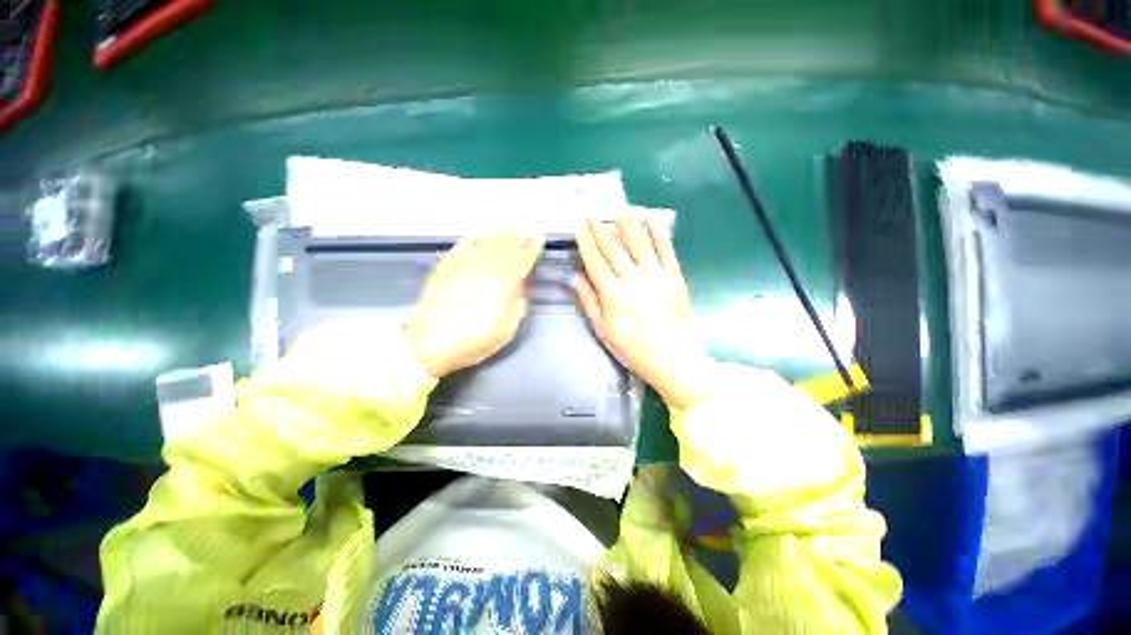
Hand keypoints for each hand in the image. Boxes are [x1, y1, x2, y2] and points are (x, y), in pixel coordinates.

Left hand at [405, 231, 543, 377]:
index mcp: (503, 285)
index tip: (539, 238)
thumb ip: (517, 305)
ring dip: (499, 235)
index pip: (522, 261)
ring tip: (509, 228)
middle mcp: (485, 270)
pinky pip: (461, 247)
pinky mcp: (445, 269)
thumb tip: (520, 286)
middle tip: (527, 229)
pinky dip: (472, 239)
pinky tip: (478, 235)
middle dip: (518, 237)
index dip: (532, 248)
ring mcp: (463, 267)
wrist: (431, 344)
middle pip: (505, 248)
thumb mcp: (506, 330)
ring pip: (486, 244)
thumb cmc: (474, 340)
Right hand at [574, 217, 712, 408]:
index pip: (595, 261)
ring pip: (639, 244)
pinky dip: (658, 233)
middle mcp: (633, 280)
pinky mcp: (675, 277)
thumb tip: (575, 277)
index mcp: (613, 294)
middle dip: (601, 229)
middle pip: (614, 249)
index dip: (586, 241)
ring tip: (620, 209)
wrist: (673, 358)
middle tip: (593, 213)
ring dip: (629, 224)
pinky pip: (666, 250)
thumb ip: (589, 302)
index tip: (580, 225)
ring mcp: (656, 277)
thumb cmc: (633, 348)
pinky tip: (651, 220)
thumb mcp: (603, 330)